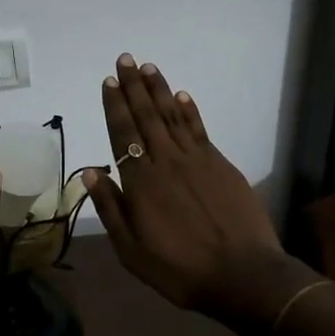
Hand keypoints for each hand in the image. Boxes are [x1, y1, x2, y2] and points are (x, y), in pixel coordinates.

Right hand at [84, 54, 286, 314]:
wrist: (244, 276)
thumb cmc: (180, 270)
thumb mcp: (131, 250)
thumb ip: (110, 208)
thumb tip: (91, 172)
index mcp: (141, 182)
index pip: (123, 134)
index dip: (115, 106)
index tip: (109, 82)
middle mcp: (166, 162)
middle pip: (146, 117)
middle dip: (133, 87)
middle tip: (125, 59)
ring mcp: (196, 160)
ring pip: (172, 116)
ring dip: (159, 90)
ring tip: (148, 67)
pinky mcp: (221, 165)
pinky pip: (199, 130)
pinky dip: (189, 110)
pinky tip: (181, 96)